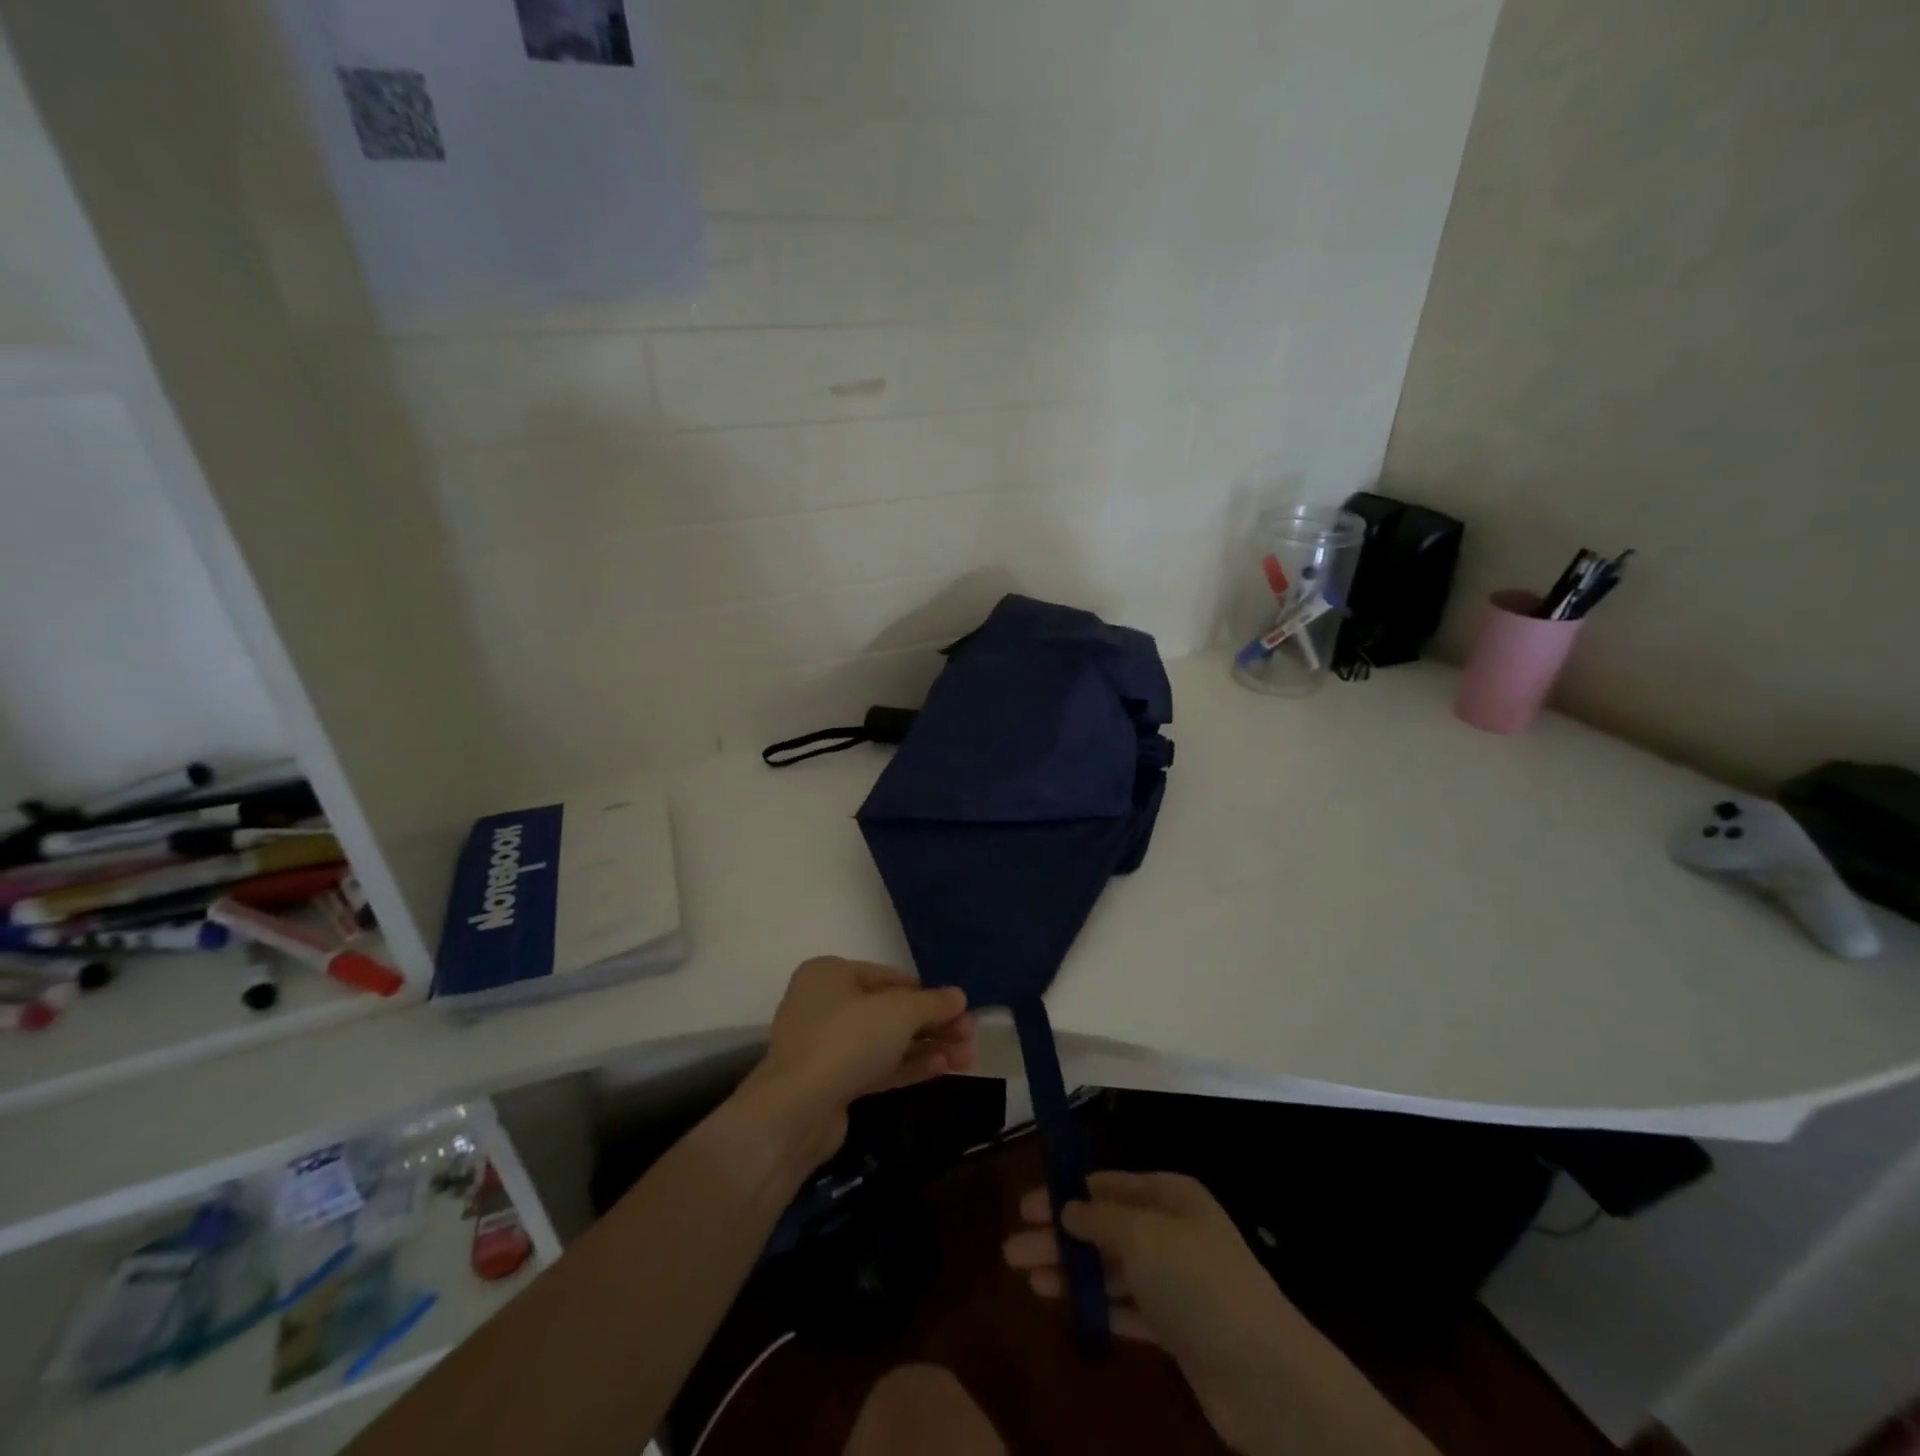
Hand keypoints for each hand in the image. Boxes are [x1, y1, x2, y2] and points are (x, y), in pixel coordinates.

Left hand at [742, 957, 975, 1158]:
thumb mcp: (898, 1013)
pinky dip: (908, 1066)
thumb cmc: (846, 1040)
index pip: (889, 976)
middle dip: (932, 1024)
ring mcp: (826, 1045)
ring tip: (966, 1058)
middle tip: (970, 1036)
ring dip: (926, 1047)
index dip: (927, 992)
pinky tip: (942, 1068)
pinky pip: (876, 1066)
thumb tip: (960, 995)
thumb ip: (932, 1003)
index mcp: (831, 973)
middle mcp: (825, 1003)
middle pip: (889, 1010)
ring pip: (886, 1041)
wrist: (796, 1110)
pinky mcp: (831, 1081)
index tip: (960, 1008)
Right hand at [1003, 1170, 1288, 1356]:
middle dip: (1059, 1236)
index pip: (1107, 1185)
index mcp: (1170, 1195)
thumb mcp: (1142, 1236)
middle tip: (1012, 1248)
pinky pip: (1125, 1307)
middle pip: (1104, 1227)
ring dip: (1070, 1271)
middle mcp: (1172, 1231)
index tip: (1025, 1205)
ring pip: (1110, 1269)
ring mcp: (1175, 1282)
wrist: (1264, 1374)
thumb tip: (1067, 1207)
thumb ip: (1099, 1220)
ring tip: (1026, 1279)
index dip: (1065, 1193)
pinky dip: (1094, 1304)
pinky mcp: (1176, 1329)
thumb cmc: (1198, 1282)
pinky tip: (1062, 1305)